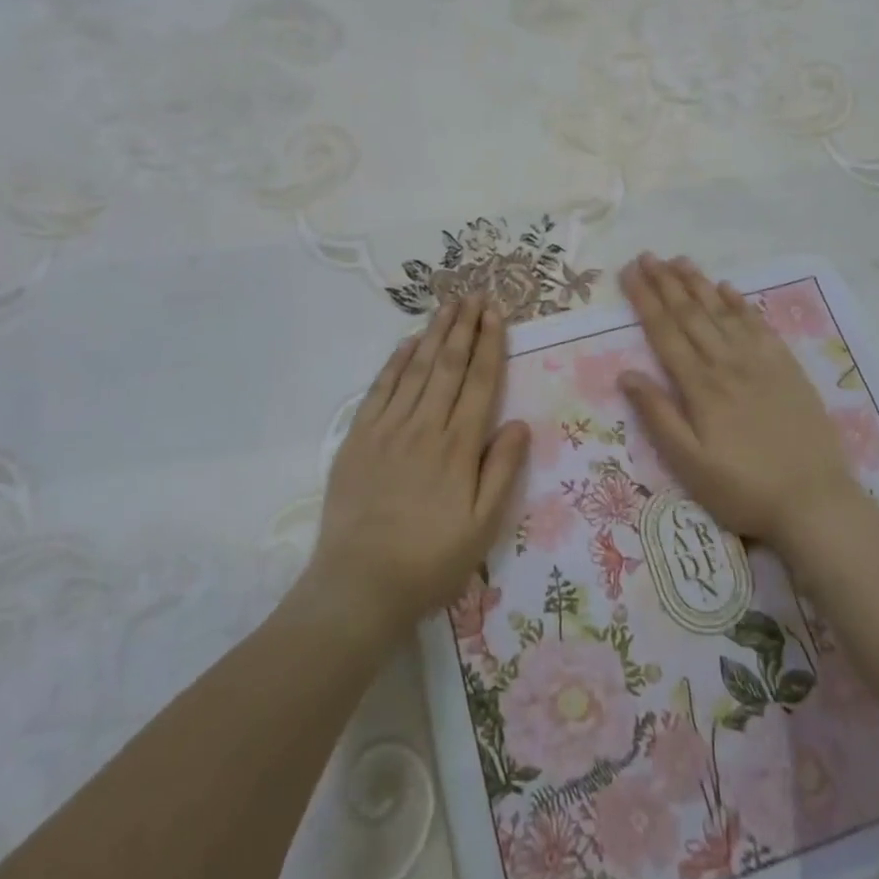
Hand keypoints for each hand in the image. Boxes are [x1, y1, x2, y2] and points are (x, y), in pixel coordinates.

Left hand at [306, 295, 530, 638]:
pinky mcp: (358, 437)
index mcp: (458, 446)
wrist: (359, 584)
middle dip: (464, 326)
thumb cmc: (430, 561)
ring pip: (416, 369)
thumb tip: (519, 423)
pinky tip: (407, 343)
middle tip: (474, 294)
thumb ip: (502, 471)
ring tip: (447, 305)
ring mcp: (388, 428)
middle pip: (448, 365)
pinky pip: (380, 389)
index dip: (489, 344)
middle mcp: (425, 426)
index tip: (495, 313)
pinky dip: (395, 362)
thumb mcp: (482, 527)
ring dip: (434, 334)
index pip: (479, 382)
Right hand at [617, 254, 854, 554]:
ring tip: (678, 260)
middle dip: (665, 282)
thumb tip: (626, 373)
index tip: (628, 273)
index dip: (644, 299)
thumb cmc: (744, 489)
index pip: (665, 332)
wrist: (815, 501)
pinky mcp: (787, 367)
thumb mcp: (690, 463)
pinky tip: (728, 287)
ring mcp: (761, 362)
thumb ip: (658, 415)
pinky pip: (759, 325)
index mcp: (700, 386)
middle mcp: (727, 363)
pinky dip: (740, 302)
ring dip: (698, 283)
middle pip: (691, 313)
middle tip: (646, 256)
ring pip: (723, 311)